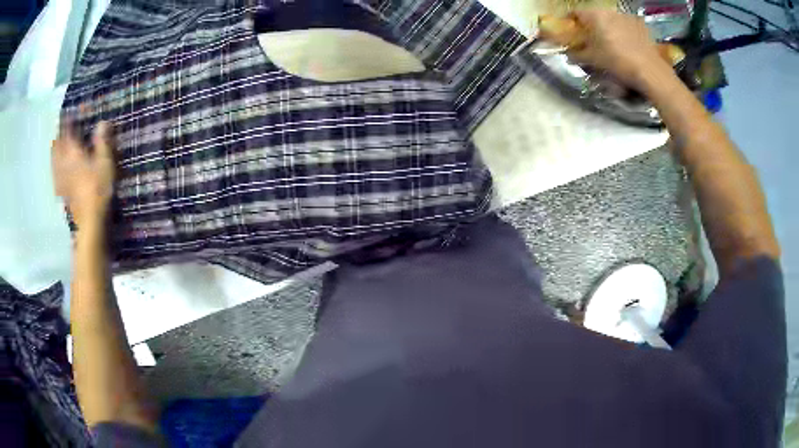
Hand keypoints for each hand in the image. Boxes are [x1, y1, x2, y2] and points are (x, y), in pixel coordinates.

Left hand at [51, 122, 115, 228]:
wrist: (89, 221)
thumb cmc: (98, 188)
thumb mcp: (105, 163)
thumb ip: (102, 142)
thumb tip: (102, 122)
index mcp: (73, 152)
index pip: (67, 130)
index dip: (68, 119)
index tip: (70, 111)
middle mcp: (63, 163)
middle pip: (57, 144)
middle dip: (59, 134)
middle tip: (61, 127)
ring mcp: (60, 178)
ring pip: (53, 158)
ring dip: (55, 148)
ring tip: (57, 143)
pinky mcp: (61, 191)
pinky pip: (54, 173)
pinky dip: (55, 166)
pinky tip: (56, 168)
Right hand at [539, 10, 673, 91]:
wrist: (651, 72)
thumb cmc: (618, 62)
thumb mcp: (594, 60)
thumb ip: (577, 55)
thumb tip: (568, 54)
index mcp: (595, 14)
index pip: (574, 13)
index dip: (569, 22)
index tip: (568, 33)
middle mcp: (610, 11)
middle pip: (594, 16)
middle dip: (590, 27)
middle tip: (589, 41)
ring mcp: (627, 17)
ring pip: (610, 21)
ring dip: (606, 30)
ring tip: (608, 45)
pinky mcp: (641, 26)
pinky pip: (625, 27)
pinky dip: (622, 34)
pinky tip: (625, 47)